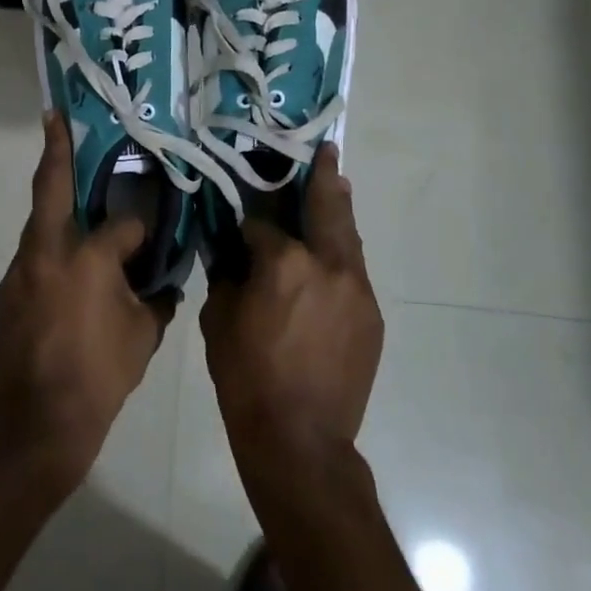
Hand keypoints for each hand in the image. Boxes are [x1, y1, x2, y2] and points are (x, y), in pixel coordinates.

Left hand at [0, 111, 169, 483]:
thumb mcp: (143, 336)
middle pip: (50, 189)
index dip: (141, 228)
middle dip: (55, 149)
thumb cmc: (99, 375)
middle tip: (56, 116)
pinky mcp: (7, 292)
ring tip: (77, 197)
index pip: (121, 224)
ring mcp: (20, 271)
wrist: (37, 423)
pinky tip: (70, 271)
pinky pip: (35, 258)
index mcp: (86, 257)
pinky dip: (52, 250)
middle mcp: (46, 253)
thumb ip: (156, 299)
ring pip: (41, 225)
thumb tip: (163, 283)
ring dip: (56, 207)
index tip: (153, 233)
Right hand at [200, 144, 382, 472]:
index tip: (239, 219)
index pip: (262, 223)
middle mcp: (328, 264)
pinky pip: (354, 273)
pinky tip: (330, 258)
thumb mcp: (219, 320)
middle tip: (328, 152)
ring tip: (336, 185)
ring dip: (339, 211)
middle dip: (324, 177)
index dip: (247, 221)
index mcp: (284, 262)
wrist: (300, 438)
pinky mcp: (372, 315)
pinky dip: (341, 256)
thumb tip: (232, 252)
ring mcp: (357, 289)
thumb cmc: (247, 378)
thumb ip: (227, 275)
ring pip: (348, 238)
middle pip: (327, 208)